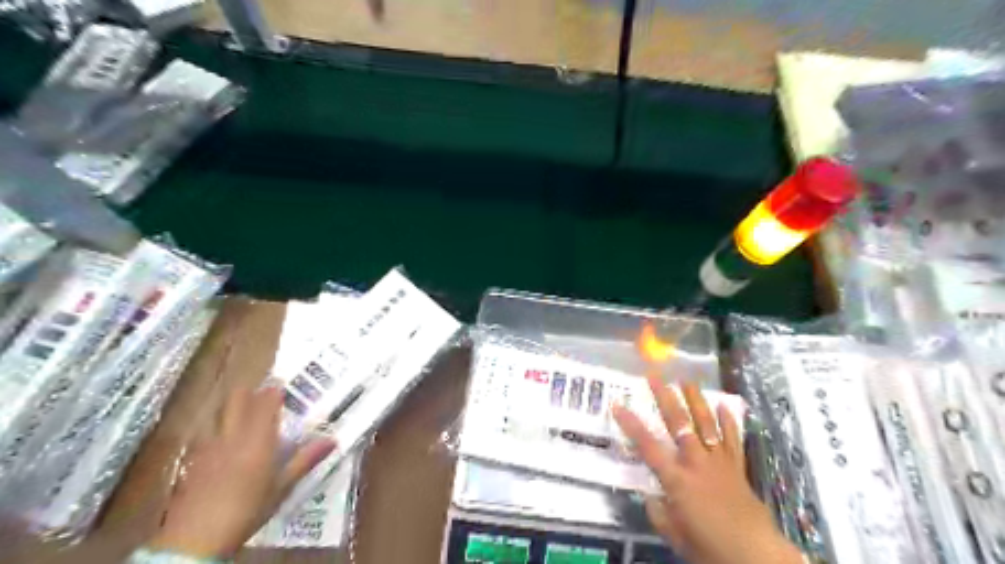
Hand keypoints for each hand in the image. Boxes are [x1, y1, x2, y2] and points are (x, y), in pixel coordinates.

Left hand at [147, 386, 336, 557]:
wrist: (194, 539)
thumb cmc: (247, 510)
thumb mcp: (282, 487)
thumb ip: (305, 460)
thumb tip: (332, 440)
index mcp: (257, 440)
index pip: (265, 404)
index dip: (273, 390)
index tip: (281, 381)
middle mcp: (232, 436)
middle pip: (236, 401)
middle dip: (248, 390)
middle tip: (261, 388)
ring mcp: (208, 447)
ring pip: (218, 414)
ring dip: (230, 405)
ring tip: (241, 405)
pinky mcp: (193, 461)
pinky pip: (206, 433)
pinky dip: (216, 427)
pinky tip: (221, 437)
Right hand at [612, 375, 802, 563]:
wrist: (756, 557)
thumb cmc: (710, 549)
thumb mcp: (675, 536)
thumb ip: (659, 513)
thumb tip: (650, 496)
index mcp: (677, 480)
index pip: (647, 446)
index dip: (631, 424)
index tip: (617, 404)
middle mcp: (696, 463)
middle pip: (678, 424)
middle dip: (665, 397)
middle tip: (655, 376)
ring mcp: (719, 462)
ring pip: (705, 424)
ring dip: (695, 400)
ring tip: (686, 379)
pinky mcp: (737, 468)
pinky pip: (732, 440)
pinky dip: (728, 422)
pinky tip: (724, 405)